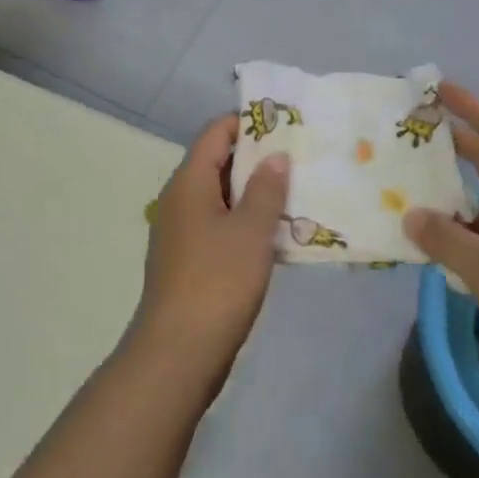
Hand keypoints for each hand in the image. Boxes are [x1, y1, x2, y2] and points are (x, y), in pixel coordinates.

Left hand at [131, 116, 289, 388]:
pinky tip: (278, 235)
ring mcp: (182, 233)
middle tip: (300, 158)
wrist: (178, 354)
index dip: (248, 123)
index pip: (216, 133)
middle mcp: (180, 200)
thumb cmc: (217, 282)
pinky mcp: (190, 261)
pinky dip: (247, 223)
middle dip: (258, 159)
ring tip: (298, 193)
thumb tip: (274, 156)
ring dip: (256, 194)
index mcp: (189, 183)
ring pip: (222, 198)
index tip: (286, 125)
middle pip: (219, 163)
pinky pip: (221, 226)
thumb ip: (266, 189)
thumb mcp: (251, 231)